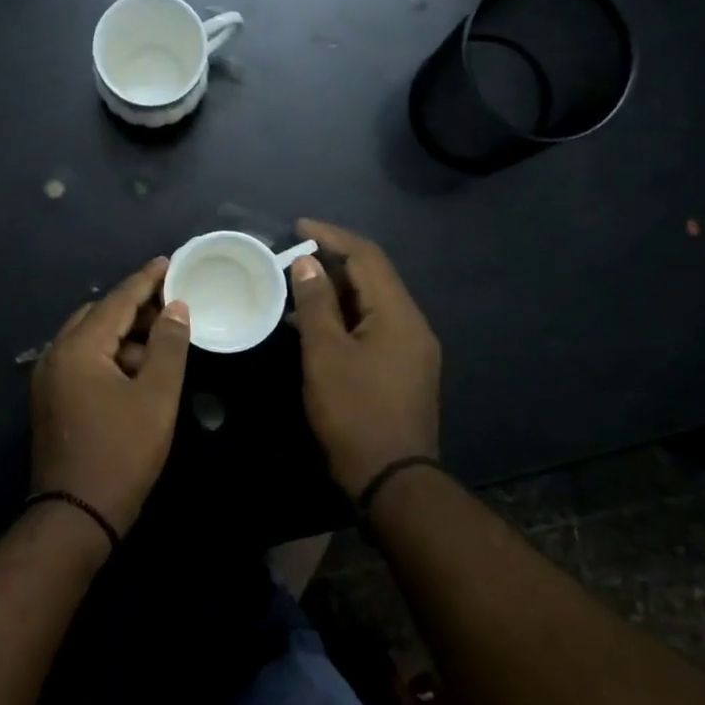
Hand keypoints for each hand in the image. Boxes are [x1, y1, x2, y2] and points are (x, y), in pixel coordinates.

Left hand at [30, 257, 191, 534]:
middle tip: (171, 305)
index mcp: (78, 347)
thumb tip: (176, 307)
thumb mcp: (156, 396)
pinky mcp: (50, 400)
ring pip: (89, 340)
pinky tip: (135, 372)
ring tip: (160, 344)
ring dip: (123, 336)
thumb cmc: (122, 452)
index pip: (116, 300)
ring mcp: (47, 378)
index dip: (146, 280)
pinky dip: (109, 357)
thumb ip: (168, 345)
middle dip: (134, 308)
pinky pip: (81, 361)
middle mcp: (54, 354)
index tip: (169, 262)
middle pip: (98, 315)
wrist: (76, 514)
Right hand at [289, 219, 441, 498]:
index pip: (367, 257)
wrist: (391, 478)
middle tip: (292, 259)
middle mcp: (412, 324)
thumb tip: (308, 263)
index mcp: (398, 314)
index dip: (332, 236)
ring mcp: (412, 350)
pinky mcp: (404, 370)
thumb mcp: (325, 355)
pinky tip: (316, 328)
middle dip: (333, 263)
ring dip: (337, 293)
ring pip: (372, 305)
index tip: (297, 226)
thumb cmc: (354, 412)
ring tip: (297, 290)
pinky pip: (373, 328)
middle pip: (373, 278)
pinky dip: (345, 319)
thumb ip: (316, 304)